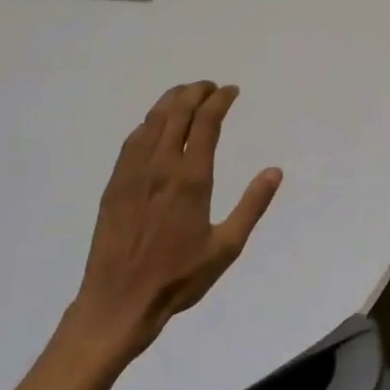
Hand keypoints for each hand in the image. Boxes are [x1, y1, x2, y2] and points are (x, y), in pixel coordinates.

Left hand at [68, 81, 282, 359]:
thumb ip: (252, 205)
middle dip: (196, 92)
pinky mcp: (115, 184)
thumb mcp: (226, 247)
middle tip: (211, 87)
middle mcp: (161, 166)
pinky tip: (155, 125)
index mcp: (191, 178)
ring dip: (171, 100)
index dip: (220, 99)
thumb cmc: (178, 278)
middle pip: (177, 111)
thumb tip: (275, 171)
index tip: (232, 91)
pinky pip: (133, 140)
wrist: (118, 302)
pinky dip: (149, 122)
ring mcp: (133, 173)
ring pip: (152, 121)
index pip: (206, 121)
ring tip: (186, 95)